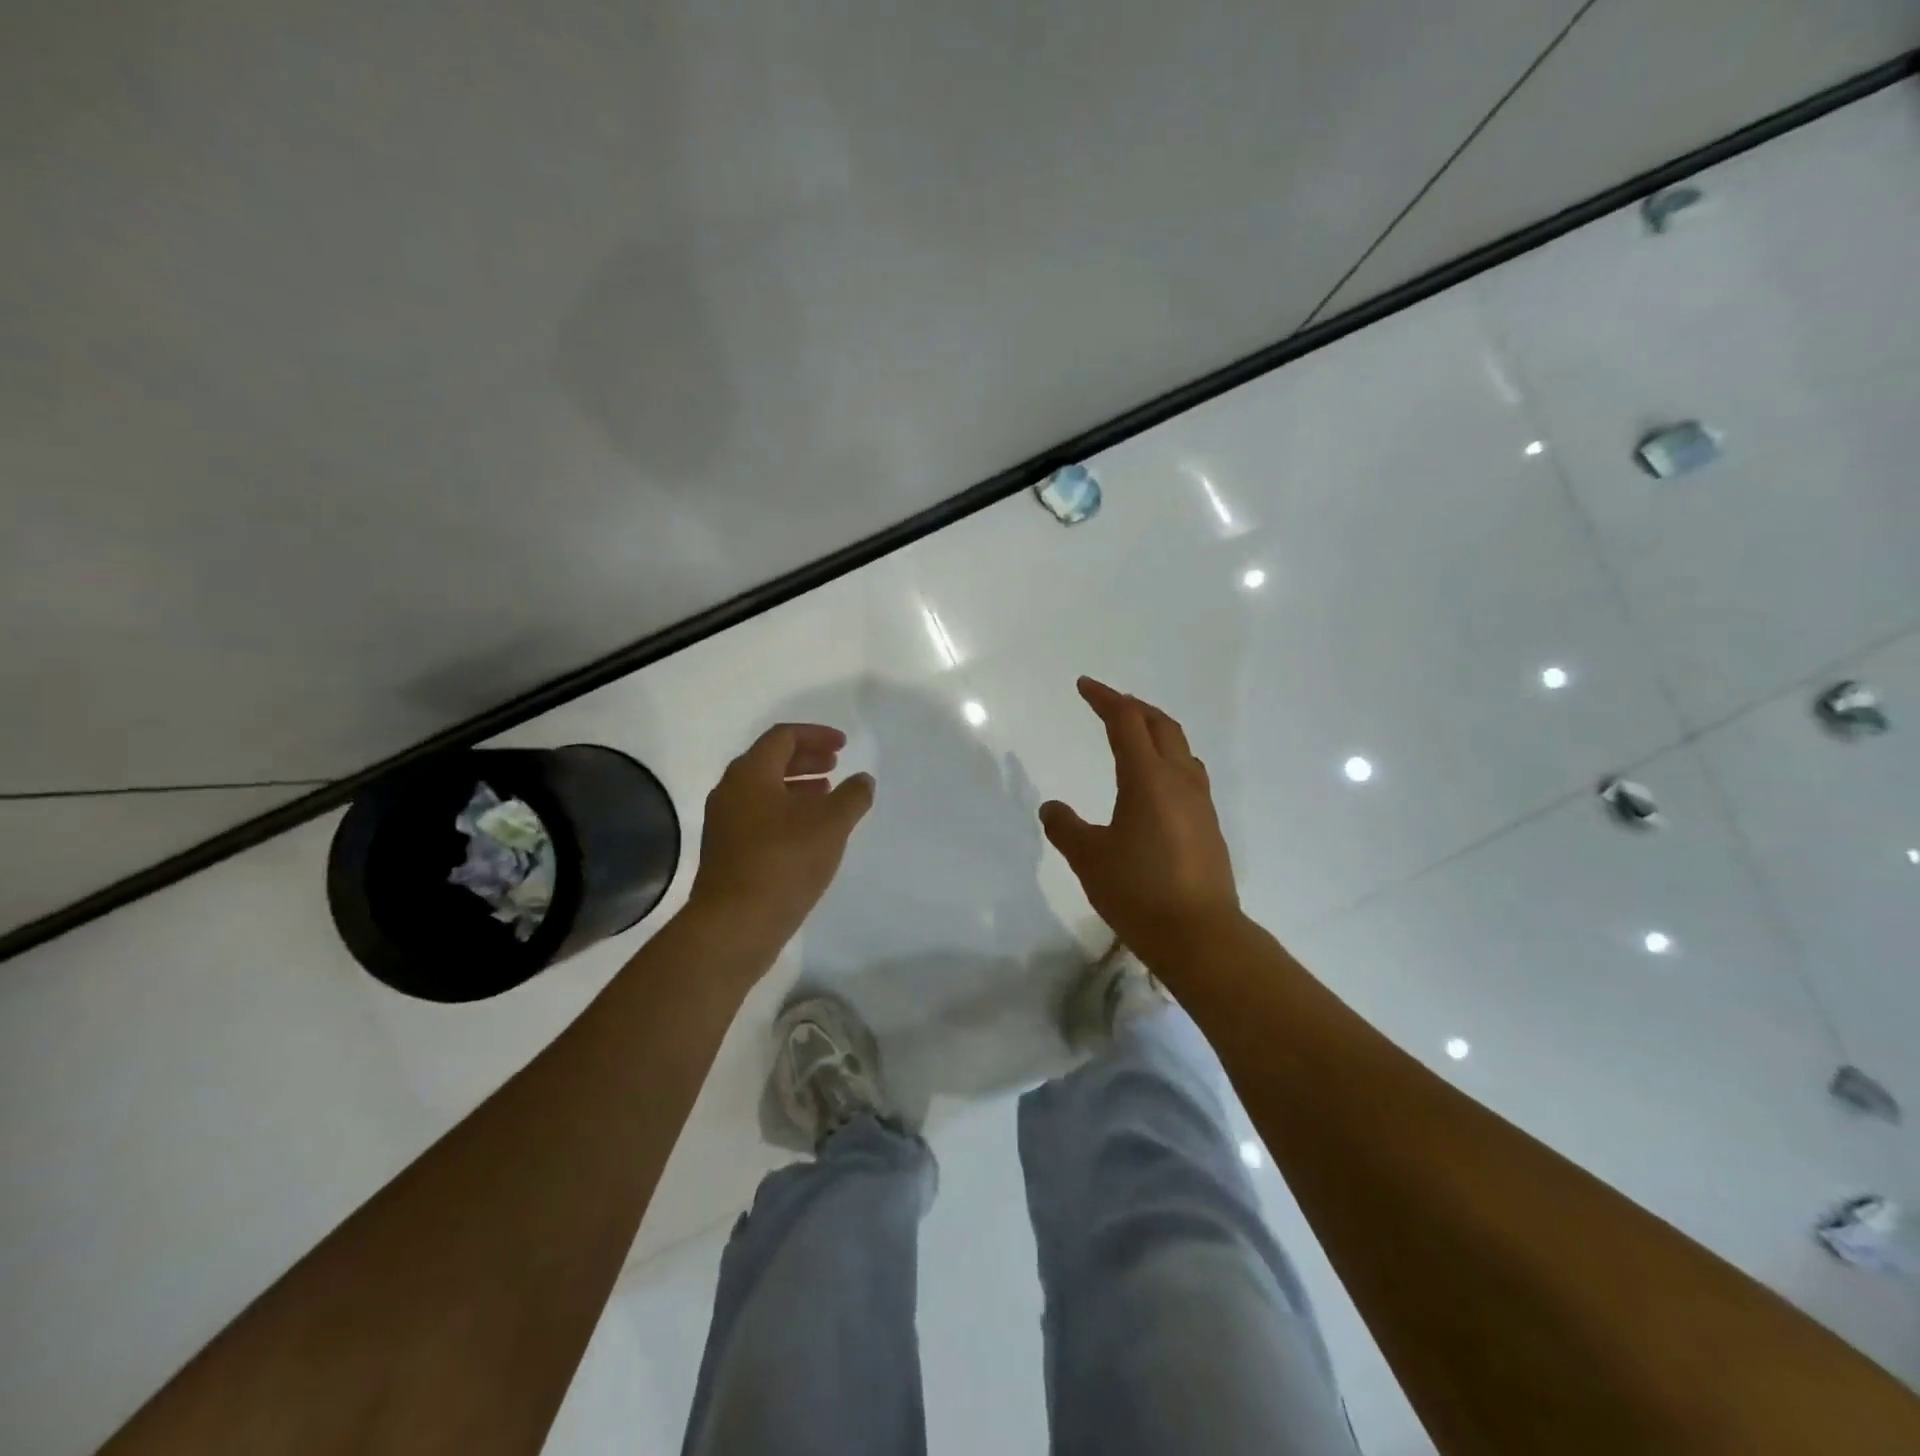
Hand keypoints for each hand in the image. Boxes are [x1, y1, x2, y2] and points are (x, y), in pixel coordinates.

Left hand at [689, 723, 874, 947]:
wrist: (735, 925)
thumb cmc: (784, 862)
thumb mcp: (830, 825)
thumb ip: (852, 796)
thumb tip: (862, 780)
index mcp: (750, 774)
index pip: (783, 737)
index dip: (816, 735)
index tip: (843, 746)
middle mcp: (731, 792)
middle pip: (770, 761)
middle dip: (806, 759)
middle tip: (835, 765)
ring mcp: (725, 823)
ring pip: (764, 791)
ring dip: (797, 786)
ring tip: (826, 795)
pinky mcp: (727, 852)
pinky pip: (759, 816)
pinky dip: (785, 812)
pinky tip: (808, 832)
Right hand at [1040, 678, 1240, 962]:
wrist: (1200, 936)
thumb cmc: (1139, 891)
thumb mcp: (1089, 858)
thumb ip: (1066, 827)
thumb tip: (1052, 808)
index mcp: (1147, 778)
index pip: (1126, 722)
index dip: (1104, 699)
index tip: (1084, 686)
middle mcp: (1179, 781)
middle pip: (1160, 725)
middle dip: (1133, 707)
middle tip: (1108, 703)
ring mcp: (1200, 803)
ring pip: (1180, 748)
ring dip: (1156, 731)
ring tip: (1134, 736)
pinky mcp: (1209, 826)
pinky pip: (1189, 774)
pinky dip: (1168, 759)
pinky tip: (1156, 782)